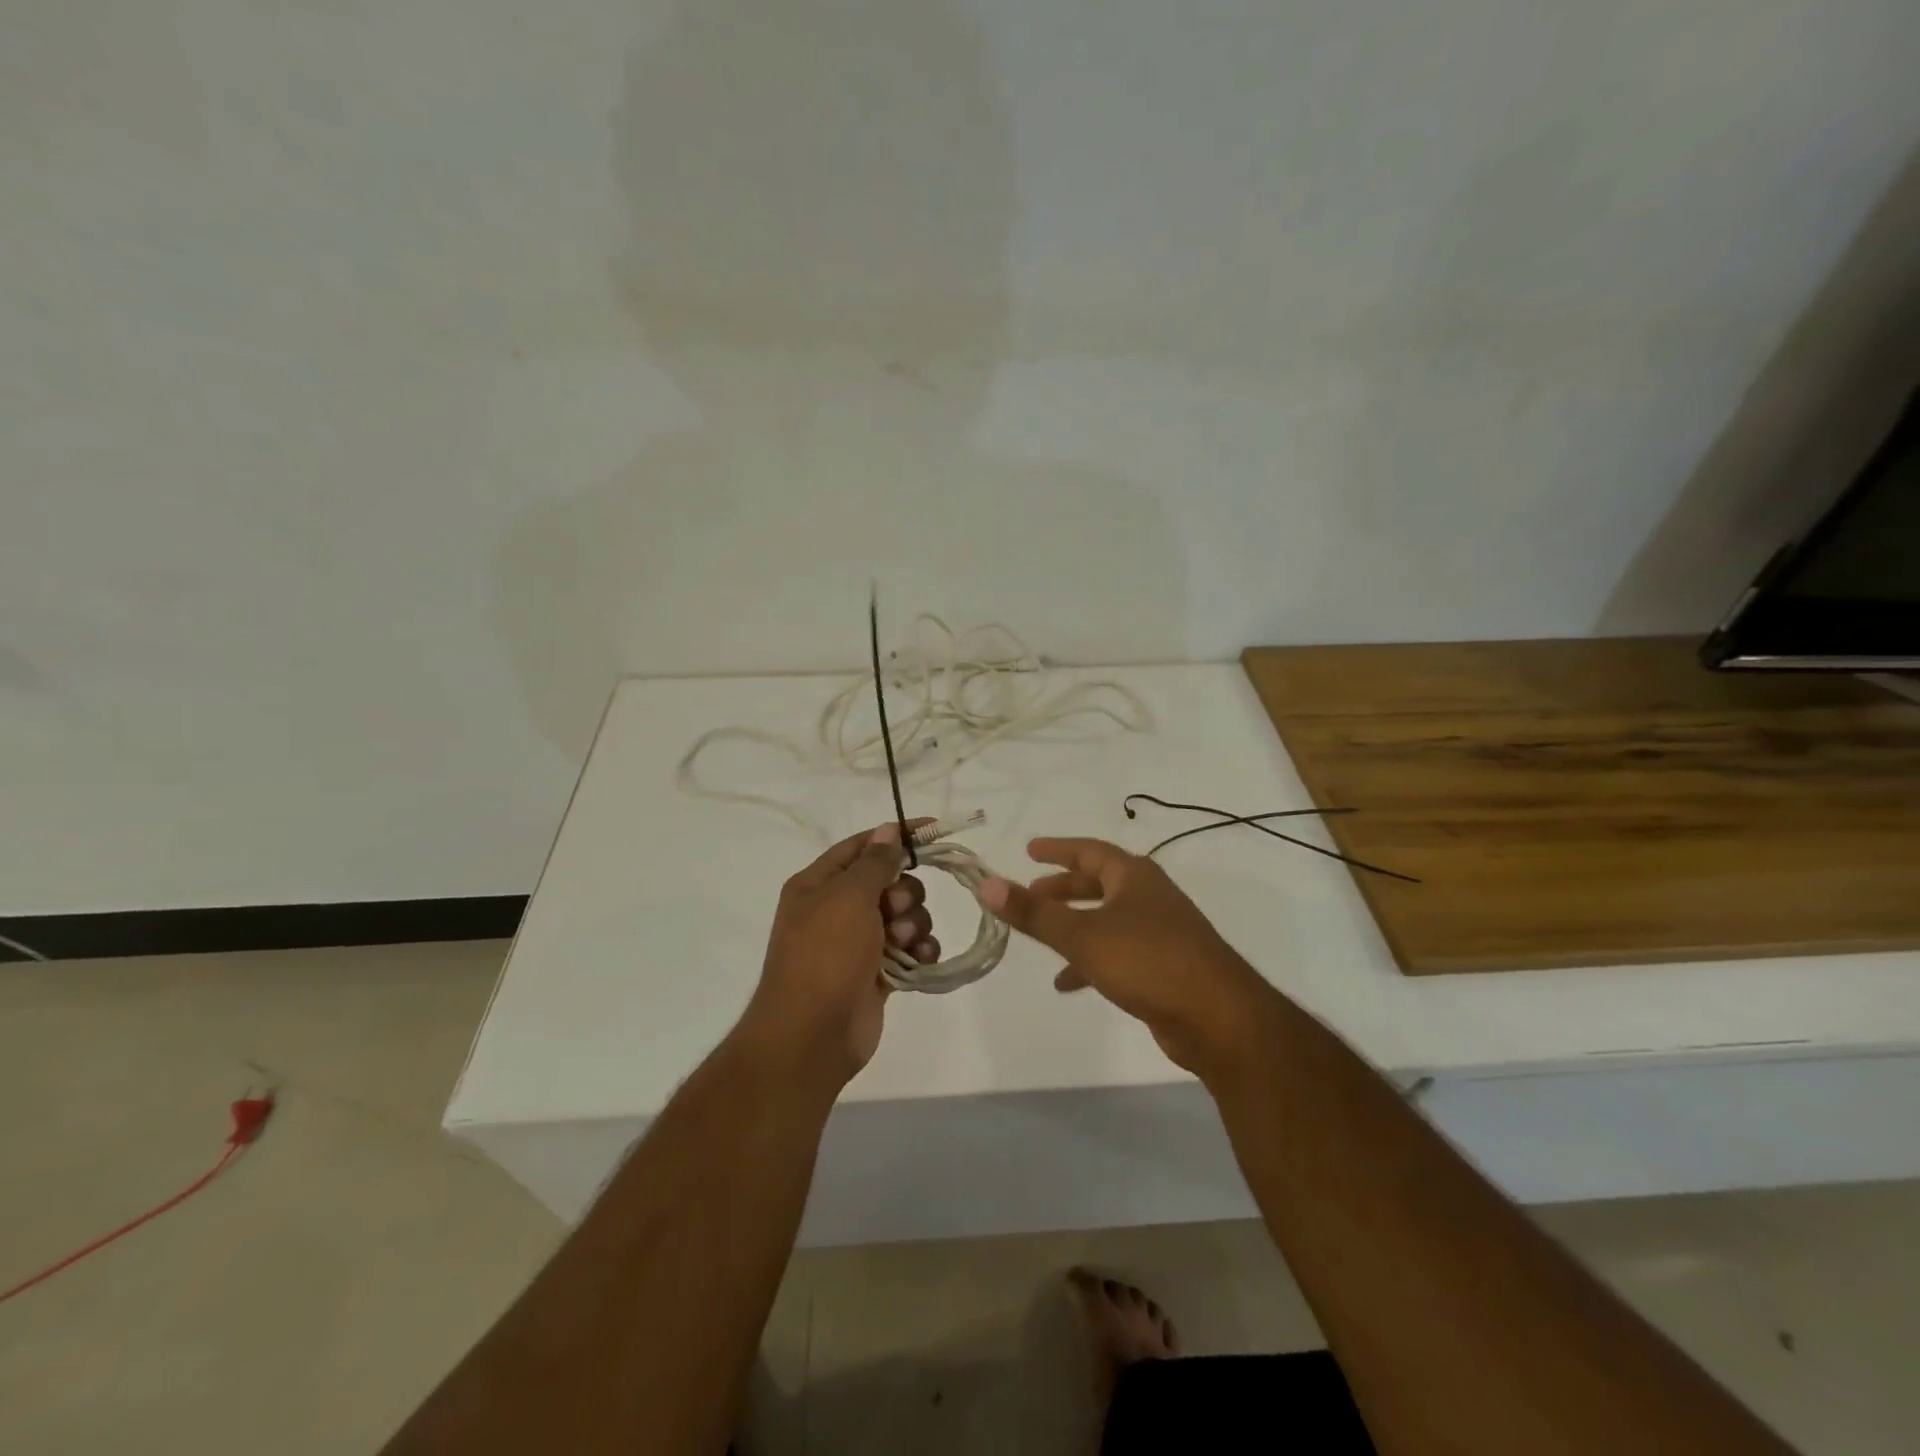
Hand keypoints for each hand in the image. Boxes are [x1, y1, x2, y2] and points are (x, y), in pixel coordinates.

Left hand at [739, 823, 941, 1087]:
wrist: (812, 1035)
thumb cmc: (825, 955)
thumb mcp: (848, 897)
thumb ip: (875, 862)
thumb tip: (889, 830)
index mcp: (818, 884)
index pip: (862, 846)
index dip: (896, 835)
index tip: (933, 830)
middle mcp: (837, 909)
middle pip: (889, 881)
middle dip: (904, 892)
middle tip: (894, 911)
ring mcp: (858, 942)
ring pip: (905, 914)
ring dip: (913, 924)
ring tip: (902, 944)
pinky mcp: (878, 972)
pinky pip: (910, 948)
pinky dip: (920, 949)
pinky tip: (921, 958)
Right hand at [979, 838, 1270, 1077]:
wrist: (1219, 1018)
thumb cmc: (1148, 961)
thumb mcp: (1083, 935)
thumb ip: (1034, 913)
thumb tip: (986, 884)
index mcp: (1134, 877)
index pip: (1090, 850)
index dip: (1057, 849)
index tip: (1029, 850)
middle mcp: (1149, 897)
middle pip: (1099, 883)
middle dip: (1063, 890)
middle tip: (1030, 895)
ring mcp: (1161, 932)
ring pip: (1107, 919)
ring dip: (1074, 926)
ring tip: (1041, 939)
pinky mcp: (1165, 967)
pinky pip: (1118, 952)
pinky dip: (1091, 960)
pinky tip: (1068, 983)